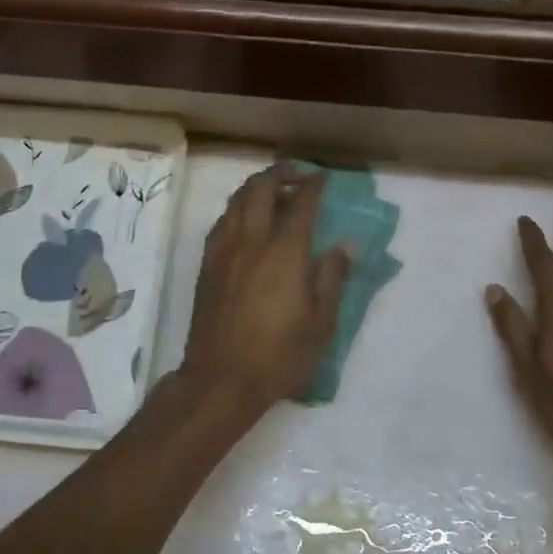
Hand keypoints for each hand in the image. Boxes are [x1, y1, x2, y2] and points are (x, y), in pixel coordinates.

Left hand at [183, 165, 350, 412]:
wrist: (221, 379)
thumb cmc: (278, 356)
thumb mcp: (320, 324)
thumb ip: (332, 278)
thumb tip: (345, 245)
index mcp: (285, 253)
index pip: (301, 204)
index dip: (314, 185)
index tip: (324, 178)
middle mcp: (252, 241)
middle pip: (260, 189)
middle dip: (280, 173)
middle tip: (297, 175)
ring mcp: (224, 251)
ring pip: (236, 201)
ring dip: (256, 187)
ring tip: (272, 191)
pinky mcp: (207, 264)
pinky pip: (222, 222)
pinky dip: (237, 209)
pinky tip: (245, 221)